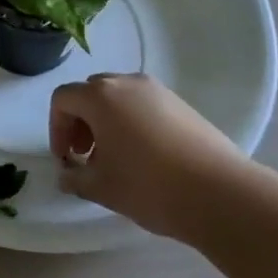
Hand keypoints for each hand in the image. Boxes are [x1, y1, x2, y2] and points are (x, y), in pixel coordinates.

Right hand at [50, 73, 246, 236]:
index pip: (63, 99)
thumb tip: (67, 175)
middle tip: (86, 155)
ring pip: (119, 97)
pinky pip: (144, 105)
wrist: (221, 193)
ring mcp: (158, 91)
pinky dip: (133, 122)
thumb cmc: (149, 186)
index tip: (67, 158)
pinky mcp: (182, 104)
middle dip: (81, 121)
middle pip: (90, 92)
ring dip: (106, 121)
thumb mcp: (102, 188)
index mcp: (101, 96)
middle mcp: (127, 83)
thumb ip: (75, 178)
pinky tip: (145, 157)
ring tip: (116, 158)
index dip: (56, 128)